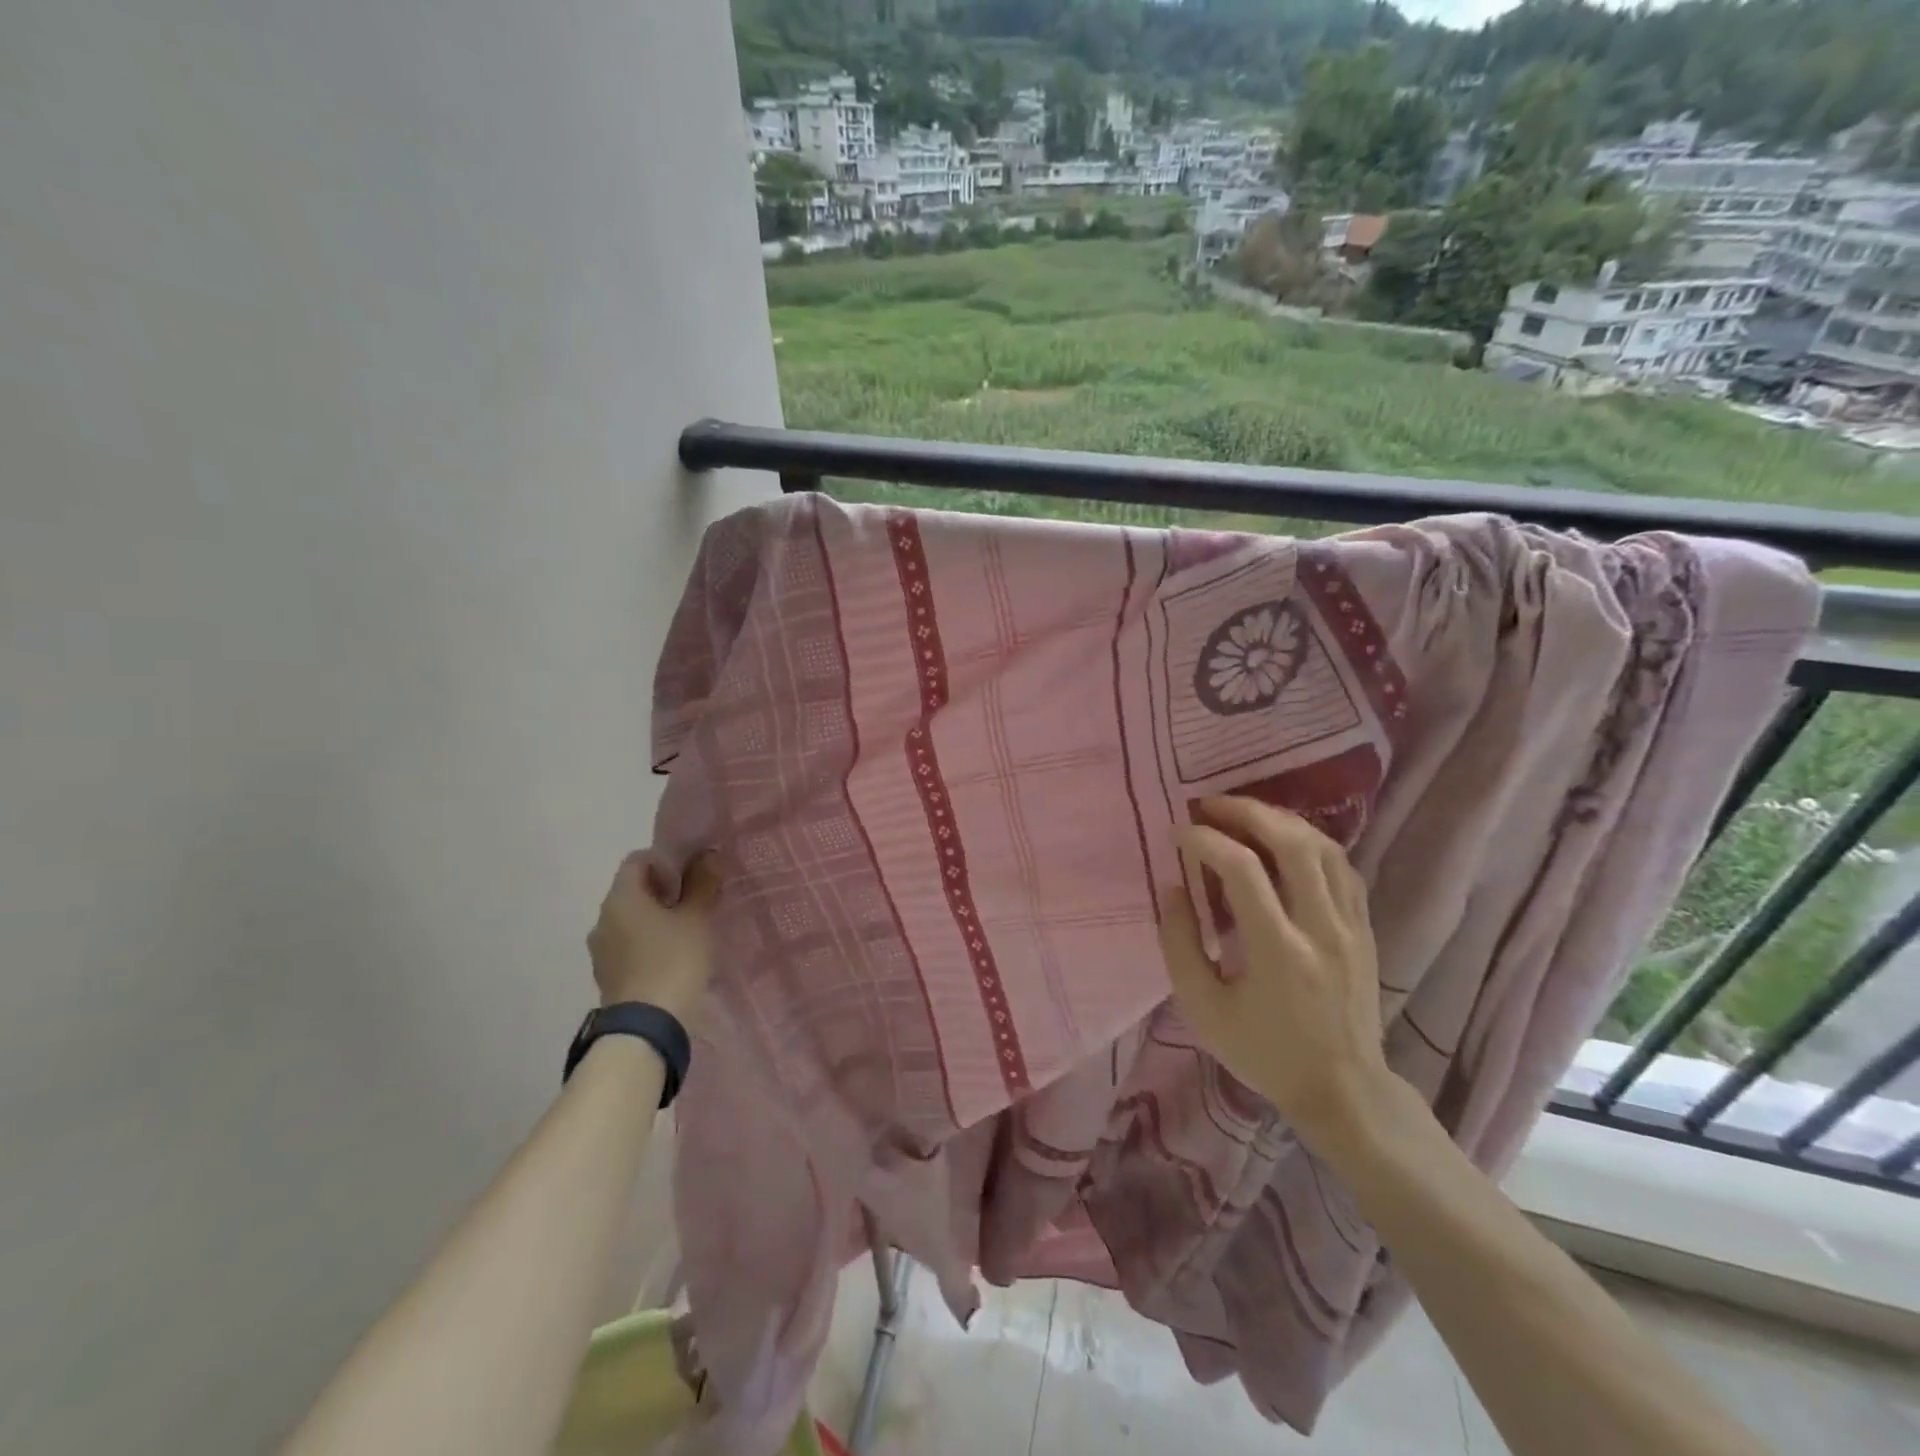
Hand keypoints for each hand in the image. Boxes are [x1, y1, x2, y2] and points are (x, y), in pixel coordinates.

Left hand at [587, 850, 721, 1020]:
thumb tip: (709, 855)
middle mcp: (603, 918)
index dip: (666, 860)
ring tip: (687, 932)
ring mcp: (601, 950)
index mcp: (620, 898)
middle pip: (634, 890)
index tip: (692, 876)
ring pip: (631, 920)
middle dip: (664, 891)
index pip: (638, 860)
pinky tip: (673, 957)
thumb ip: (703, 883)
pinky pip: (628, 946)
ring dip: (656, 919)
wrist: (647, 1029)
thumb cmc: (673, 961)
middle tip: (696, 902)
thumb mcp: (696, 918)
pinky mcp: (607, 975)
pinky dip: (648, 943)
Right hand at [1158, 796, 1393, 1150]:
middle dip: (1247, 812)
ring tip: (1243, 815)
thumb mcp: (1203, 1010)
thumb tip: (1174, 887)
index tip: (1177, 833)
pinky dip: (1310, 842)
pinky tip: (1285, 841)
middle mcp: (1321, 927)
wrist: (1343, 1089)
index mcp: (1279, 951)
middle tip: (1210, 805)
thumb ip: (1180, 945)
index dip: (1205, 840)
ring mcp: (1351, 925)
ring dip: (1280, 820)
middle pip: (1292, 842)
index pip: (1243, 870)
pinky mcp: (1365, 928)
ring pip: (1324, 847)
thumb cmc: (1264, 1053)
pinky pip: (1342, 866)